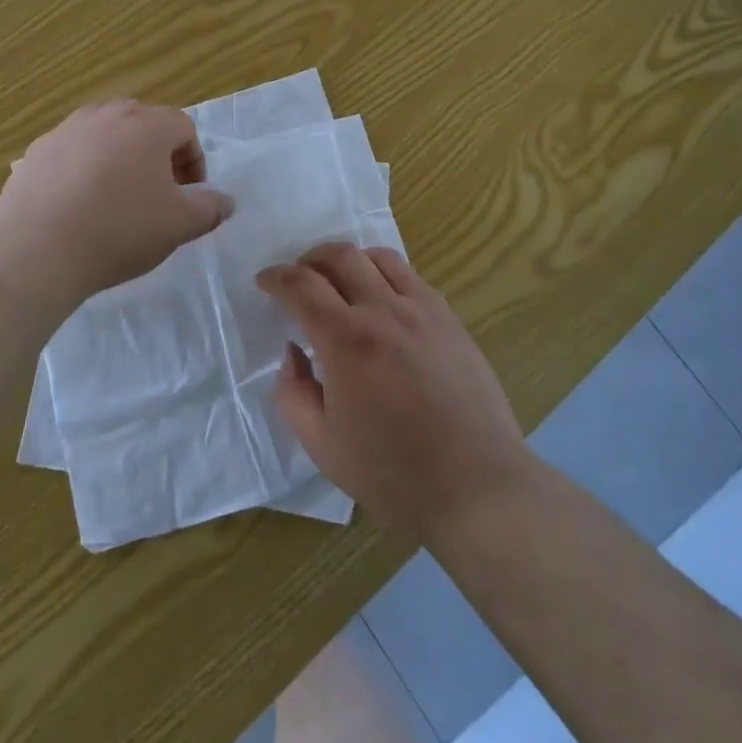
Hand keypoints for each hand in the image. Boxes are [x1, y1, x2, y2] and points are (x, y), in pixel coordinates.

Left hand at [0, 100, 233, 300]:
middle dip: (156, 152)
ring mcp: (66, 130)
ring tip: (115, 196)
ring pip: (103, 133)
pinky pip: (71, 151)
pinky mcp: (35, 151)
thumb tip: (225, 201)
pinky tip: (77, 205)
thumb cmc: (120, 231)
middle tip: (156, 191)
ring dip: (118, 156)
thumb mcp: (179, 225)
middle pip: (142, 122)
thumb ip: (210, 208)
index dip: (194, 160)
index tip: (189, 194)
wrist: (38, 250)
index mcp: (147, 125)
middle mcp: (106, 115)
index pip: (184, 127)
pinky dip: (82, 168)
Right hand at [261, 243, 532, 539]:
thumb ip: (293, 392)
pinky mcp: (450, 320)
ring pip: (379, 257)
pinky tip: (383, 301)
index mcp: (347, 341)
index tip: (265, 281)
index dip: (276, 278)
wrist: (476, 486)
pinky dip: (385, 274)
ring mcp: (423, 311)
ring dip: (350, 260)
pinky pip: (412, 277)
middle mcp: (384, 311)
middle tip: (299, 278)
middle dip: (310, 259)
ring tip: (340, 281)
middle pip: (340, 256)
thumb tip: (293, 352)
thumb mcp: (322, 446)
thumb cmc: (393, 473)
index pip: (302, 286)